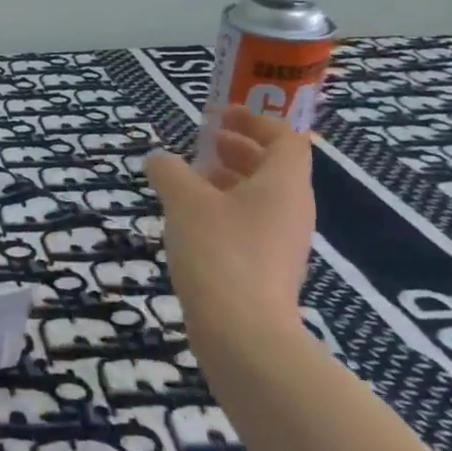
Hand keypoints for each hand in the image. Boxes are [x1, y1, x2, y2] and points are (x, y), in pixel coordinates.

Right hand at [145, 105, 313, 340]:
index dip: (255, 121)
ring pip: (260, 199)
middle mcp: (292, 210)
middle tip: (201, 145)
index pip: (286, 138)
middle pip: (273, 168)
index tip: (220, 116)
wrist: (243, 334)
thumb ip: (169, 172)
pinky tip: (191, 225)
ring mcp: (283, 244)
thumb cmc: (219, 253)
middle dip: (237, 151)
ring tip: (188, 183)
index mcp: (284, 185)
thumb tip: (158, 159)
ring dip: (228, 183)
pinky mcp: (268, 271)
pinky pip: (251, 227)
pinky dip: (225, 213)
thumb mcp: (184, 202)